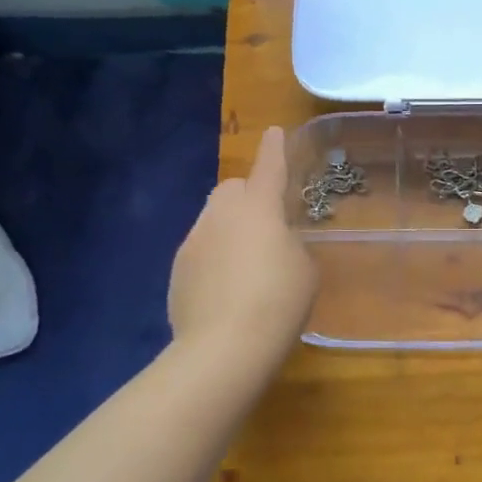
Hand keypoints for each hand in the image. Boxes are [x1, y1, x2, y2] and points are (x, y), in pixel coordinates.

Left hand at [168, 127, 318, 368]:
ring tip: (246, 265)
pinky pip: (200, 250)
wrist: (223, 349)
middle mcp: (221, 214)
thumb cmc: (277, 301)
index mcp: (259, 207)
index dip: (275, 149)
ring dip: (230, 229)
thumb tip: (275, 246)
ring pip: (213, 220)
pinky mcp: (177, 271)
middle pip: (232, 189)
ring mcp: (194, 241)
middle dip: (247, 196)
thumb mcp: (304, 269)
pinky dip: (214, 259)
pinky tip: (226, 290)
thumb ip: (291, 245)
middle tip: (266, 224)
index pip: (269, 167)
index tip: (274, 132)